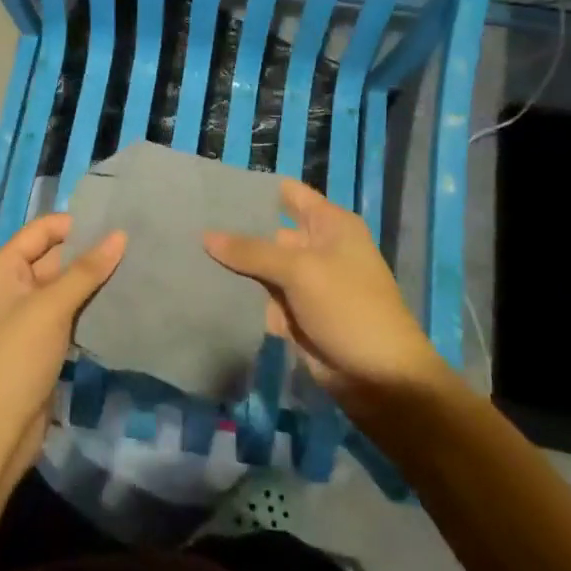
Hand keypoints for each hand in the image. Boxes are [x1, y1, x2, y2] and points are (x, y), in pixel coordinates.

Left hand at [0, 213, 125, 464]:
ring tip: (132, 267)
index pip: (40, 231)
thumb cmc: (19, 355)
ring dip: (91, 280)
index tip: (113, 223)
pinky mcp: (40, 340)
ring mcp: (25, 315)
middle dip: (88, 252)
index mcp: (1, 269)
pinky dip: (87, 305)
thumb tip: (120, 235)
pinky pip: (66, 311)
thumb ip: (86, 270)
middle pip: (52, 257)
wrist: (0, 427)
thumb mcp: (52, 306)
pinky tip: (118, 300)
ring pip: (62, 286)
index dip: (74, 225)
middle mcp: (10, 286)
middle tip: (131, 244)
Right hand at [203, 179, 444, 405]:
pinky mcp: (298, 315)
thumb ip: (251, 251)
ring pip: (263, 267)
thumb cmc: (349, 308)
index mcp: (330, 225)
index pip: (287, 194)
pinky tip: (206, 289)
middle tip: (189, 223)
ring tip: (189, 255)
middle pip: (269, 231)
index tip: (213, 189)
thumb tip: (206, 235)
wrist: (382, 381)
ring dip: (234, 267)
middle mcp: (319, 248)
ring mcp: (307, 283)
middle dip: (235, 231)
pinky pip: (264, 298)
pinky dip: (243, 298)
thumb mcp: (300, 271)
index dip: (254, 189)